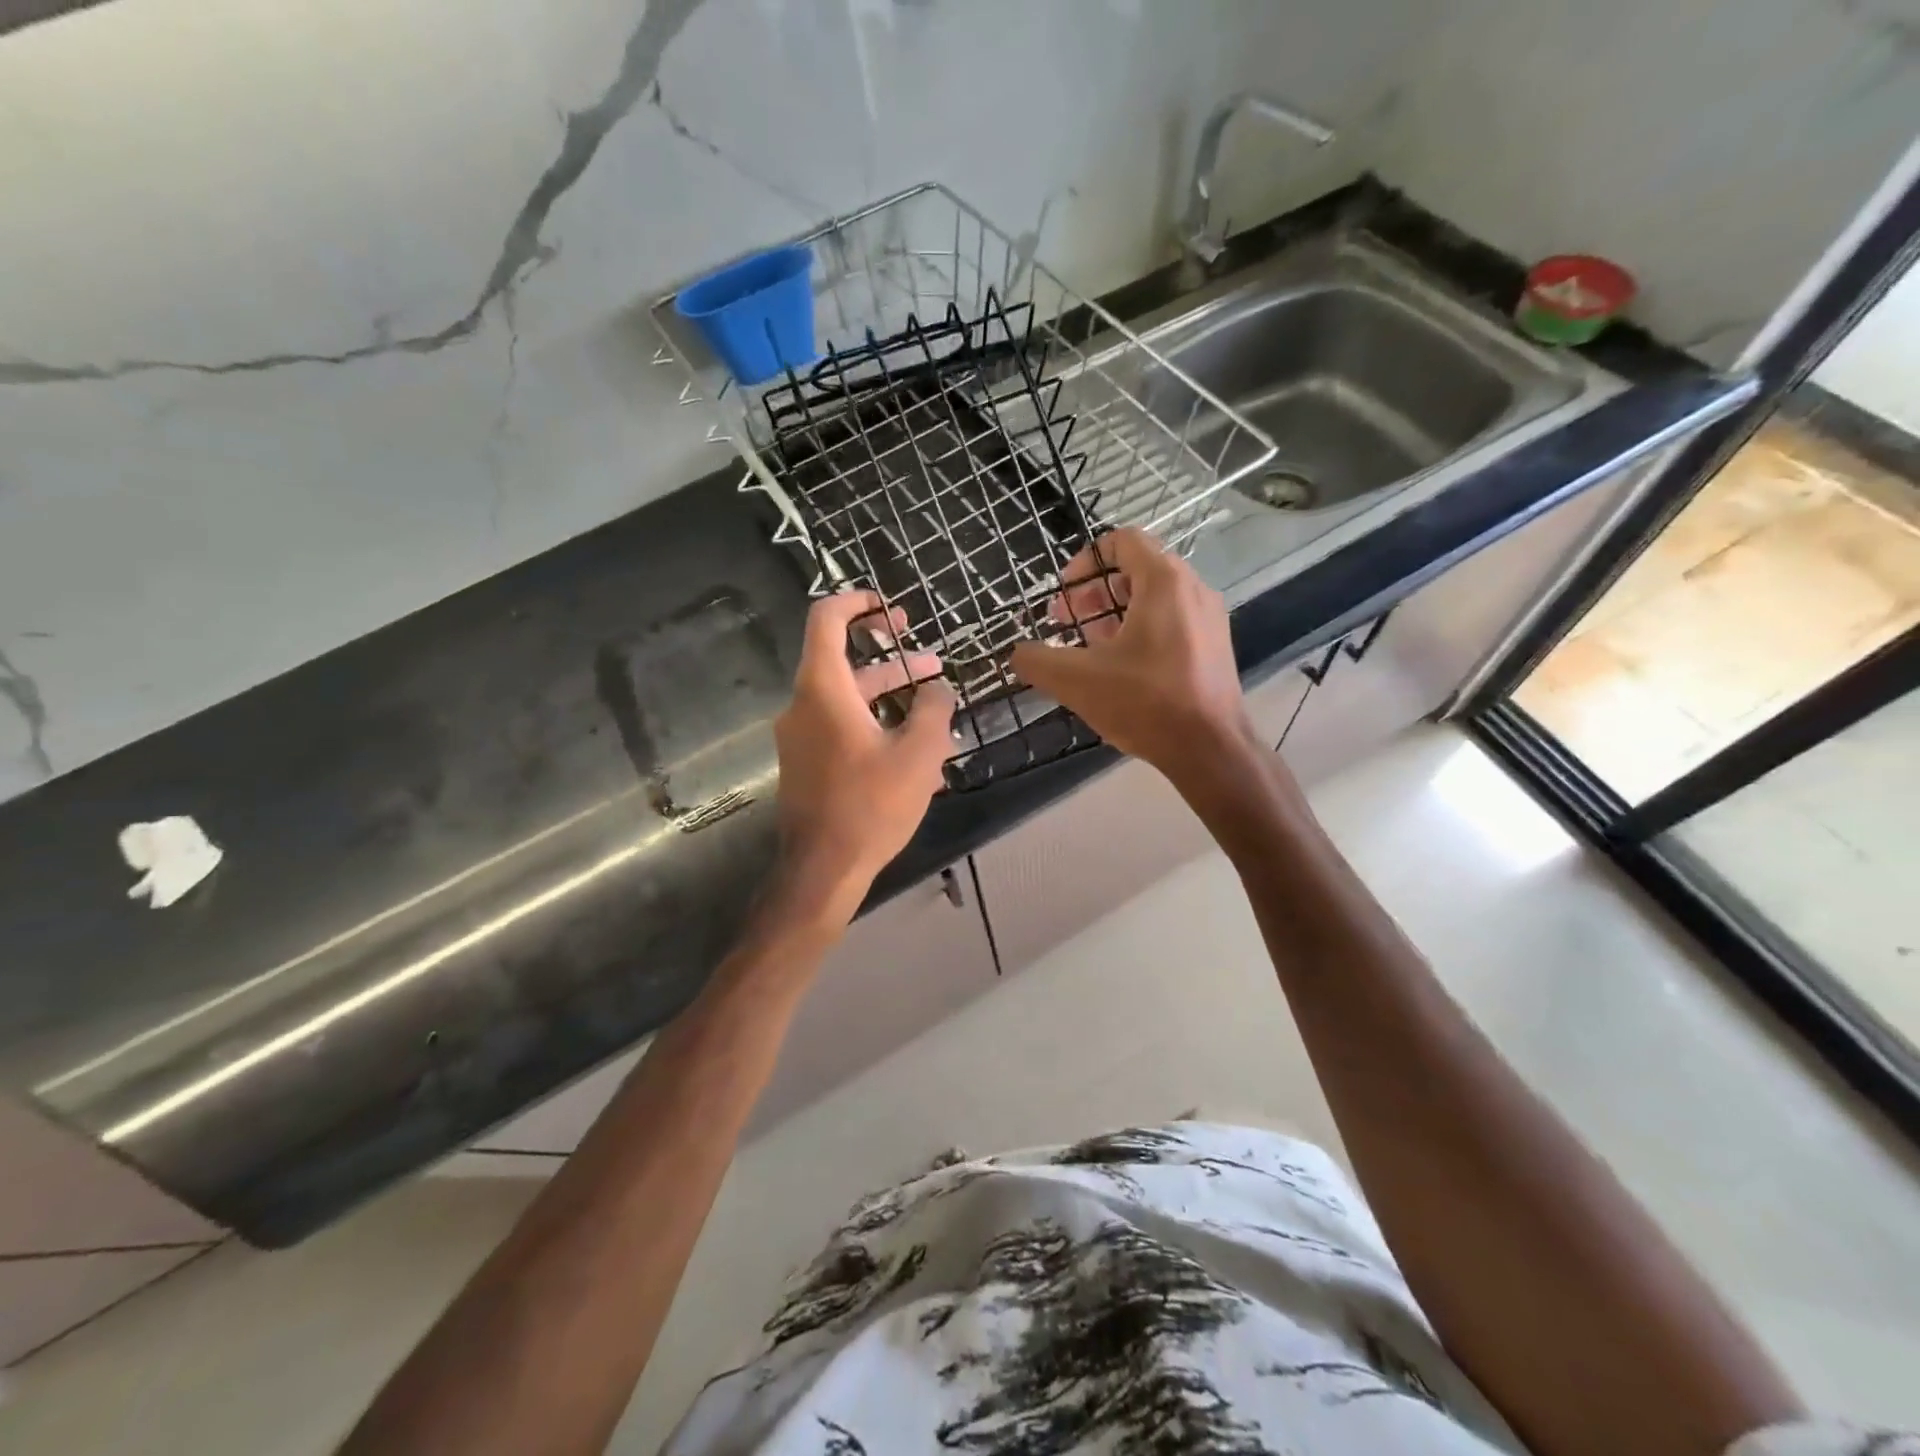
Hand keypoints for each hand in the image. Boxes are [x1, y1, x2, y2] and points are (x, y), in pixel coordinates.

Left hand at [771, 591, 955, 928]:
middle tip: (928, 657)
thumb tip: (937, 689)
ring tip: (935, 702)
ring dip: (889, 694)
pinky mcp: (807, 763)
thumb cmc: (871, 805)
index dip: (857, 602)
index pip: (827, 620)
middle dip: (890, 657)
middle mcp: (803, 705)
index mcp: (823, 689)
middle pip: (842, 661)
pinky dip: (875, 723)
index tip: (890, 608)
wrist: (823, 869)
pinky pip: (842, 728)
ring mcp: (801, 737)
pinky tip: (913, 747)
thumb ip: (934, 709)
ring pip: (848, 699)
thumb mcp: (918, 754)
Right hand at [1010, 528, 1256, 790]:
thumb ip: (1037, 660)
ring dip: (1114, 613)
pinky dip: (1141, 630)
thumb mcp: (1077, 681)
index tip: (1063, 594)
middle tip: (1065, 622)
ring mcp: (1209, 618)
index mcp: (1164, 582)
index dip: (1085, 560)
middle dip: (1093, 592)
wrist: (1210, 749)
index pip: (1123, 540)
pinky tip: (1120, 668)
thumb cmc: (1145, 703)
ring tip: (1087, 647)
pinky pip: (1172, 621)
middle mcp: (1192, 589)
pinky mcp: (1214, 646)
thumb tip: (1017, 654)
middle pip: (1136, 569)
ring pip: (1154, 598)